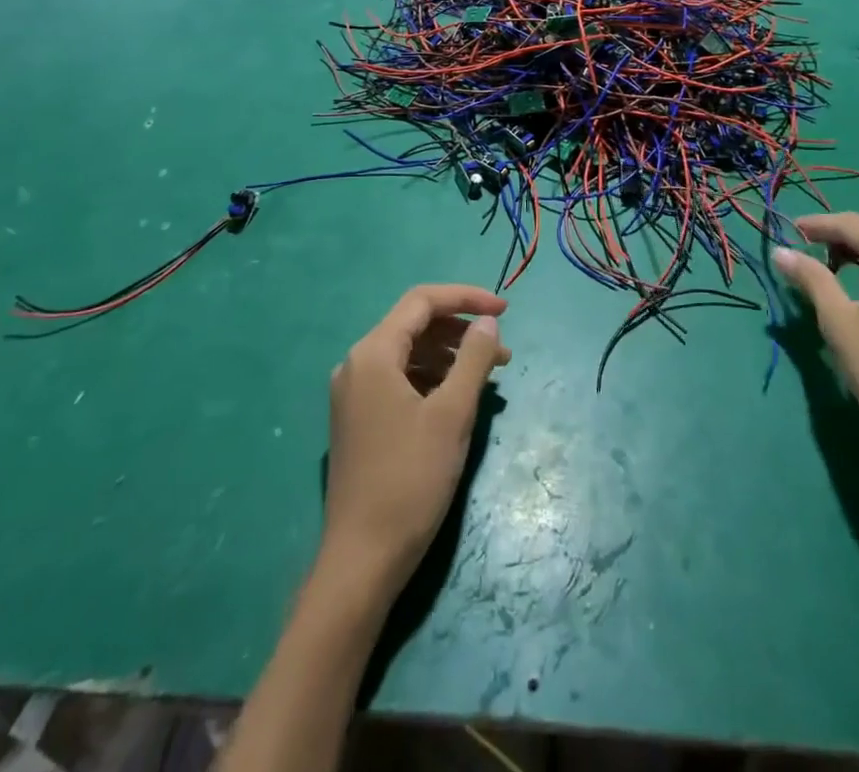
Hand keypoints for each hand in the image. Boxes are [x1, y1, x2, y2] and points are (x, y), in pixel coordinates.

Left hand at [322, 284, 510, 597]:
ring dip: (448, 356)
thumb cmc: (410, 480)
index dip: (466, 298)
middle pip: (413, 326)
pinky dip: (431, 379)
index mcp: (372, 354)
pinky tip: (456, 398)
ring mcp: (353, 394)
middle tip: (502, 354)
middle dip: (460, 331)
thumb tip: (487, 322)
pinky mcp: (357, 419)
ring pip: (407, 354)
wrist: (361, 561)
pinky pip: (398, 379)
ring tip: (487, 377)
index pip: (422, 302)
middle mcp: (356, 364)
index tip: (505, 311)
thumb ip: (473, 359)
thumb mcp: (452, 414)